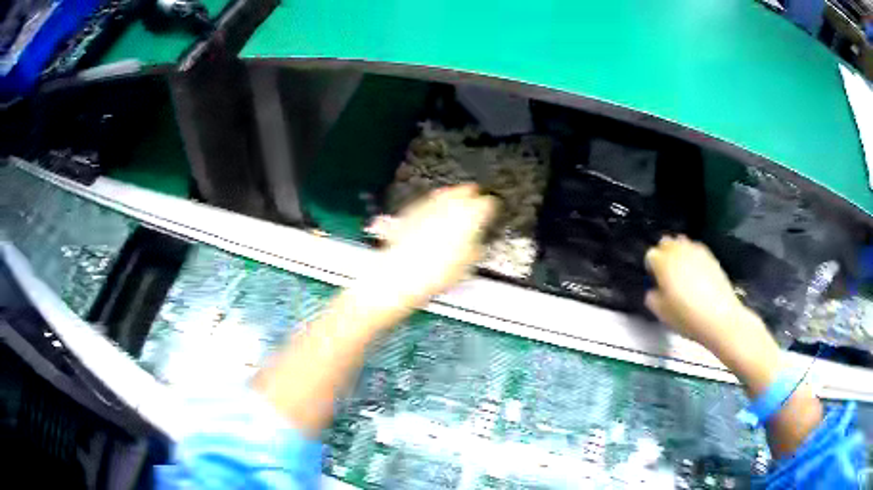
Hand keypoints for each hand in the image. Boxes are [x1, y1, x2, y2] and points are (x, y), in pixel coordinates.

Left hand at [360, 184, 498, 313]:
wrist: (402, 274)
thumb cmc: (435, 272)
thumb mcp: (467, 265)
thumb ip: (476, 249)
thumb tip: (477, 247)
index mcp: (471, 215)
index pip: (488, 203)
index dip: (491, 208)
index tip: (491, 212)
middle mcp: (450, 204)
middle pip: (465, 191)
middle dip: (470, 197)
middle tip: (475, 204)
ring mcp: (429, 205)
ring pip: (444, 193)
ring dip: (451, 199)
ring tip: (454, 208)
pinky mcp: (411, 211)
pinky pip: (426, 204)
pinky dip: (432, 208)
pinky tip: (432, 217)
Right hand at [644, 236, 752, 348]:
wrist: (719, 316)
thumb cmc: (686, 316)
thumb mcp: (661, 313)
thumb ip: (651, 297)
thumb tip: (653, 290)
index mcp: (663, 263)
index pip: (650, 256)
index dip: (650, 268)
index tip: (654, 281)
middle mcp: (678, 250)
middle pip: (665, 242)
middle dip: (663, 254)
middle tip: (666, 273)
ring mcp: (696, 250)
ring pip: (681, 242)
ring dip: (678, 252)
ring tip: (681, 271)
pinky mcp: (710, 255)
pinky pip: (695, 248)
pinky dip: (692, 256)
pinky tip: (696, 272)